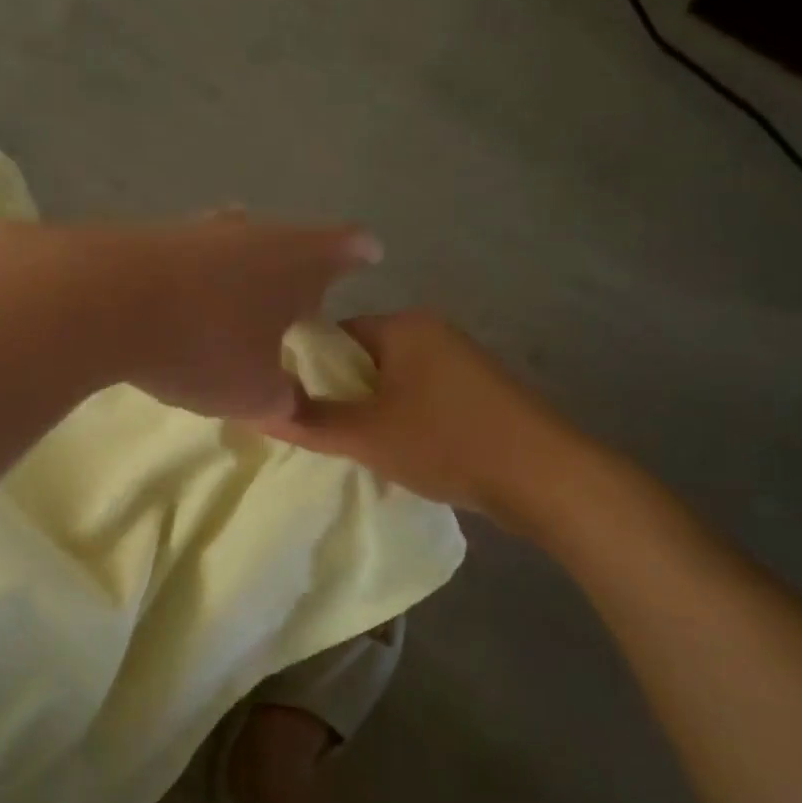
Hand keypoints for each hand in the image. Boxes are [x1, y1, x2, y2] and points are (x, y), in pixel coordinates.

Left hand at [74, 213, 383, 419]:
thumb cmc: (204, 346)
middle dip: (297, 263)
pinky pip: (187, 257)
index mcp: (296, 261)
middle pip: (288, 240)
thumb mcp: (253, 393)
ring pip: (234, 243)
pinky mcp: (149, 237)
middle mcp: (252, 233)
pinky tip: (180, 299)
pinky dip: (194, 277)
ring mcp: (198, 230)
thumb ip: (283, 400)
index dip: (359, 252)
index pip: (345, 247)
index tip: (369, 253)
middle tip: (299, 290)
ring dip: (241, 267)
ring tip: (240, 293)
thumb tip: (289, 403)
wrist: (103, 302)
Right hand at [257, 310, 602, 531]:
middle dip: (339, 394)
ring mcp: (458, 360)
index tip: (290, 404)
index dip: (306, 369)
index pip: (334, 335)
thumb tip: (258, 411)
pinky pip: (419, 395)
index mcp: (403, 326)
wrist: (544, 476)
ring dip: (370, 409)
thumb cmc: (447, 443)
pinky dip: (401, 417)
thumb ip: (311, 422)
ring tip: (353, 444)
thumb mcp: (367, 436)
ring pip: (391, 380)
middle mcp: (431, 332)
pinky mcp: (476, 390)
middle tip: (318, 430)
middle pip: (362, 358)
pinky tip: (395, 448)